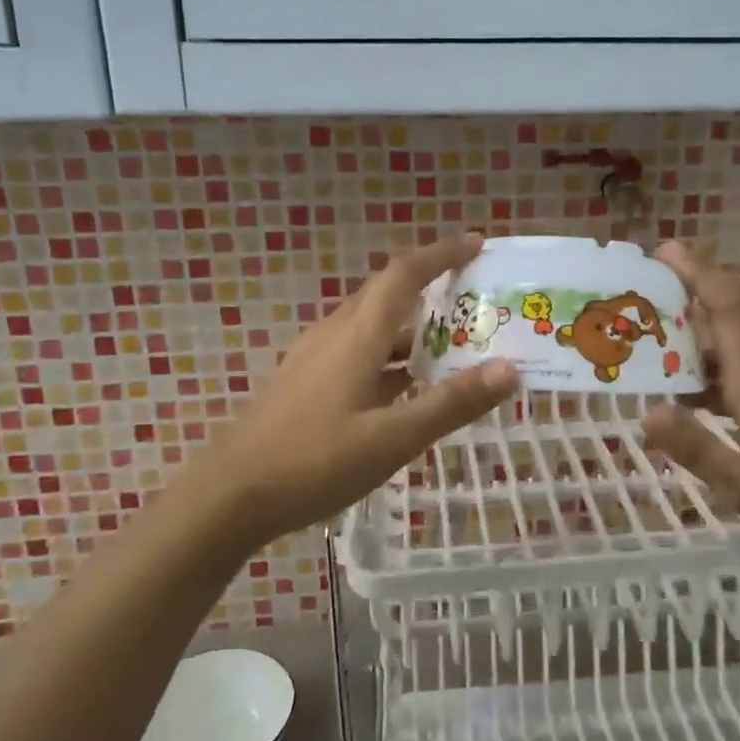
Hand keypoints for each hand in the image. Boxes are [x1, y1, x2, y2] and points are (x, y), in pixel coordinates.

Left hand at [202, 233, 518, 548]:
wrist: (229, 496)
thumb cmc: (314, 462)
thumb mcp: (393, 438)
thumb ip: (452, 403)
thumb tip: (510, 369)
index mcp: (357, 336)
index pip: (403, 275)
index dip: (441, 254)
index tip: (477, 244)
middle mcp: (334, 335)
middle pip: (386, 295)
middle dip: (431, 289)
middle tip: (474, 301)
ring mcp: (314, 359)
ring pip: (371, 328)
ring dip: (412, 330)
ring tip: (453, 348)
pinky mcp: (304, 384)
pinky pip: (357, 354)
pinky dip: (390, 358)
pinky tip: (405, 391)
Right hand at [639, 243, 739, 559]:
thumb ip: (697, 449)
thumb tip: (646, 412)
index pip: (728, 307)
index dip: (698, 272)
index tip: (664, 249)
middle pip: (732, 308)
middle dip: (690, 286)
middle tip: (640, 288)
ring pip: (737, 332)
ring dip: (698, 323)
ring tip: (650, 333)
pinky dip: (712, 355)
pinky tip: (687, 386)